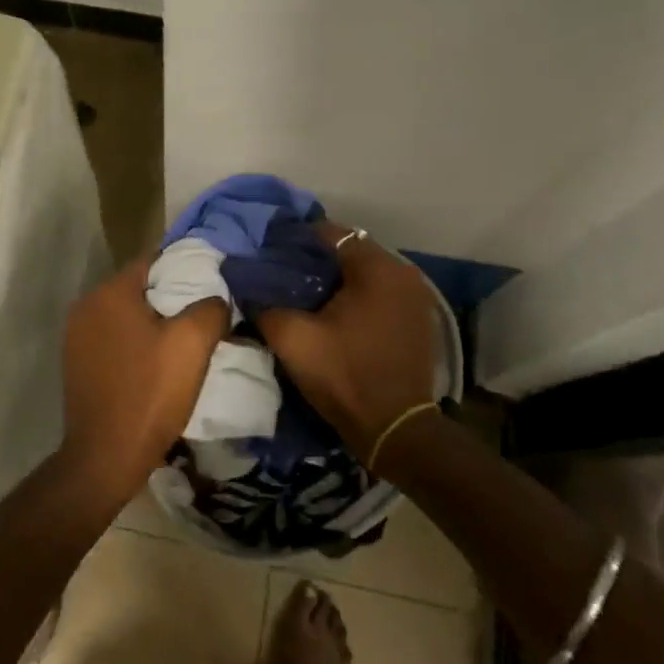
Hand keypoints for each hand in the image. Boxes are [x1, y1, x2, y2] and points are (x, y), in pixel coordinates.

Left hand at [58, 258, 228, 503]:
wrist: (105, 456)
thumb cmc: (149, 393)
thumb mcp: (192, 346)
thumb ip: (210, 309)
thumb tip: (216, 298)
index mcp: (110, 293)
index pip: (153, 261)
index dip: (185, 267)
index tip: (212, 280)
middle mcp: (86, 306)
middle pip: (138, 288)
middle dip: (170, 296)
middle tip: (204, 312)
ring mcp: (76, 336)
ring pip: (125, 315)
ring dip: (153, 322)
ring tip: (184, 339)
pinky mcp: (76, 363)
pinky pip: (113, 338)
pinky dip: (135, 342)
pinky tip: (156, 362)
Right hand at [253, 226, 438, 462]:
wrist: (396, 430)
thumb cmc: (344, 375)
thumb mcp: (292, 339)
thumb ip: (264, 304)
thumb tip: (247, 286)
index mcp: (376, 268)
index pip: (328, 233)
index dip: (295, 240)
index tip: (269, 254)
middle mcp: (402, 271)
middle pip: (348, 250)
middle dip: (315, 259)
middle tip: (282, 274)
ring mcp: (415, 296)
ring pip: (364, 272)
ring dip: (335, 278)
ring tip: (303, 293)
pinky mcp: (416, 318)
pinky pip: (379, 292)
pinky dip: (356, 295)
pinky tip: (332, 312)